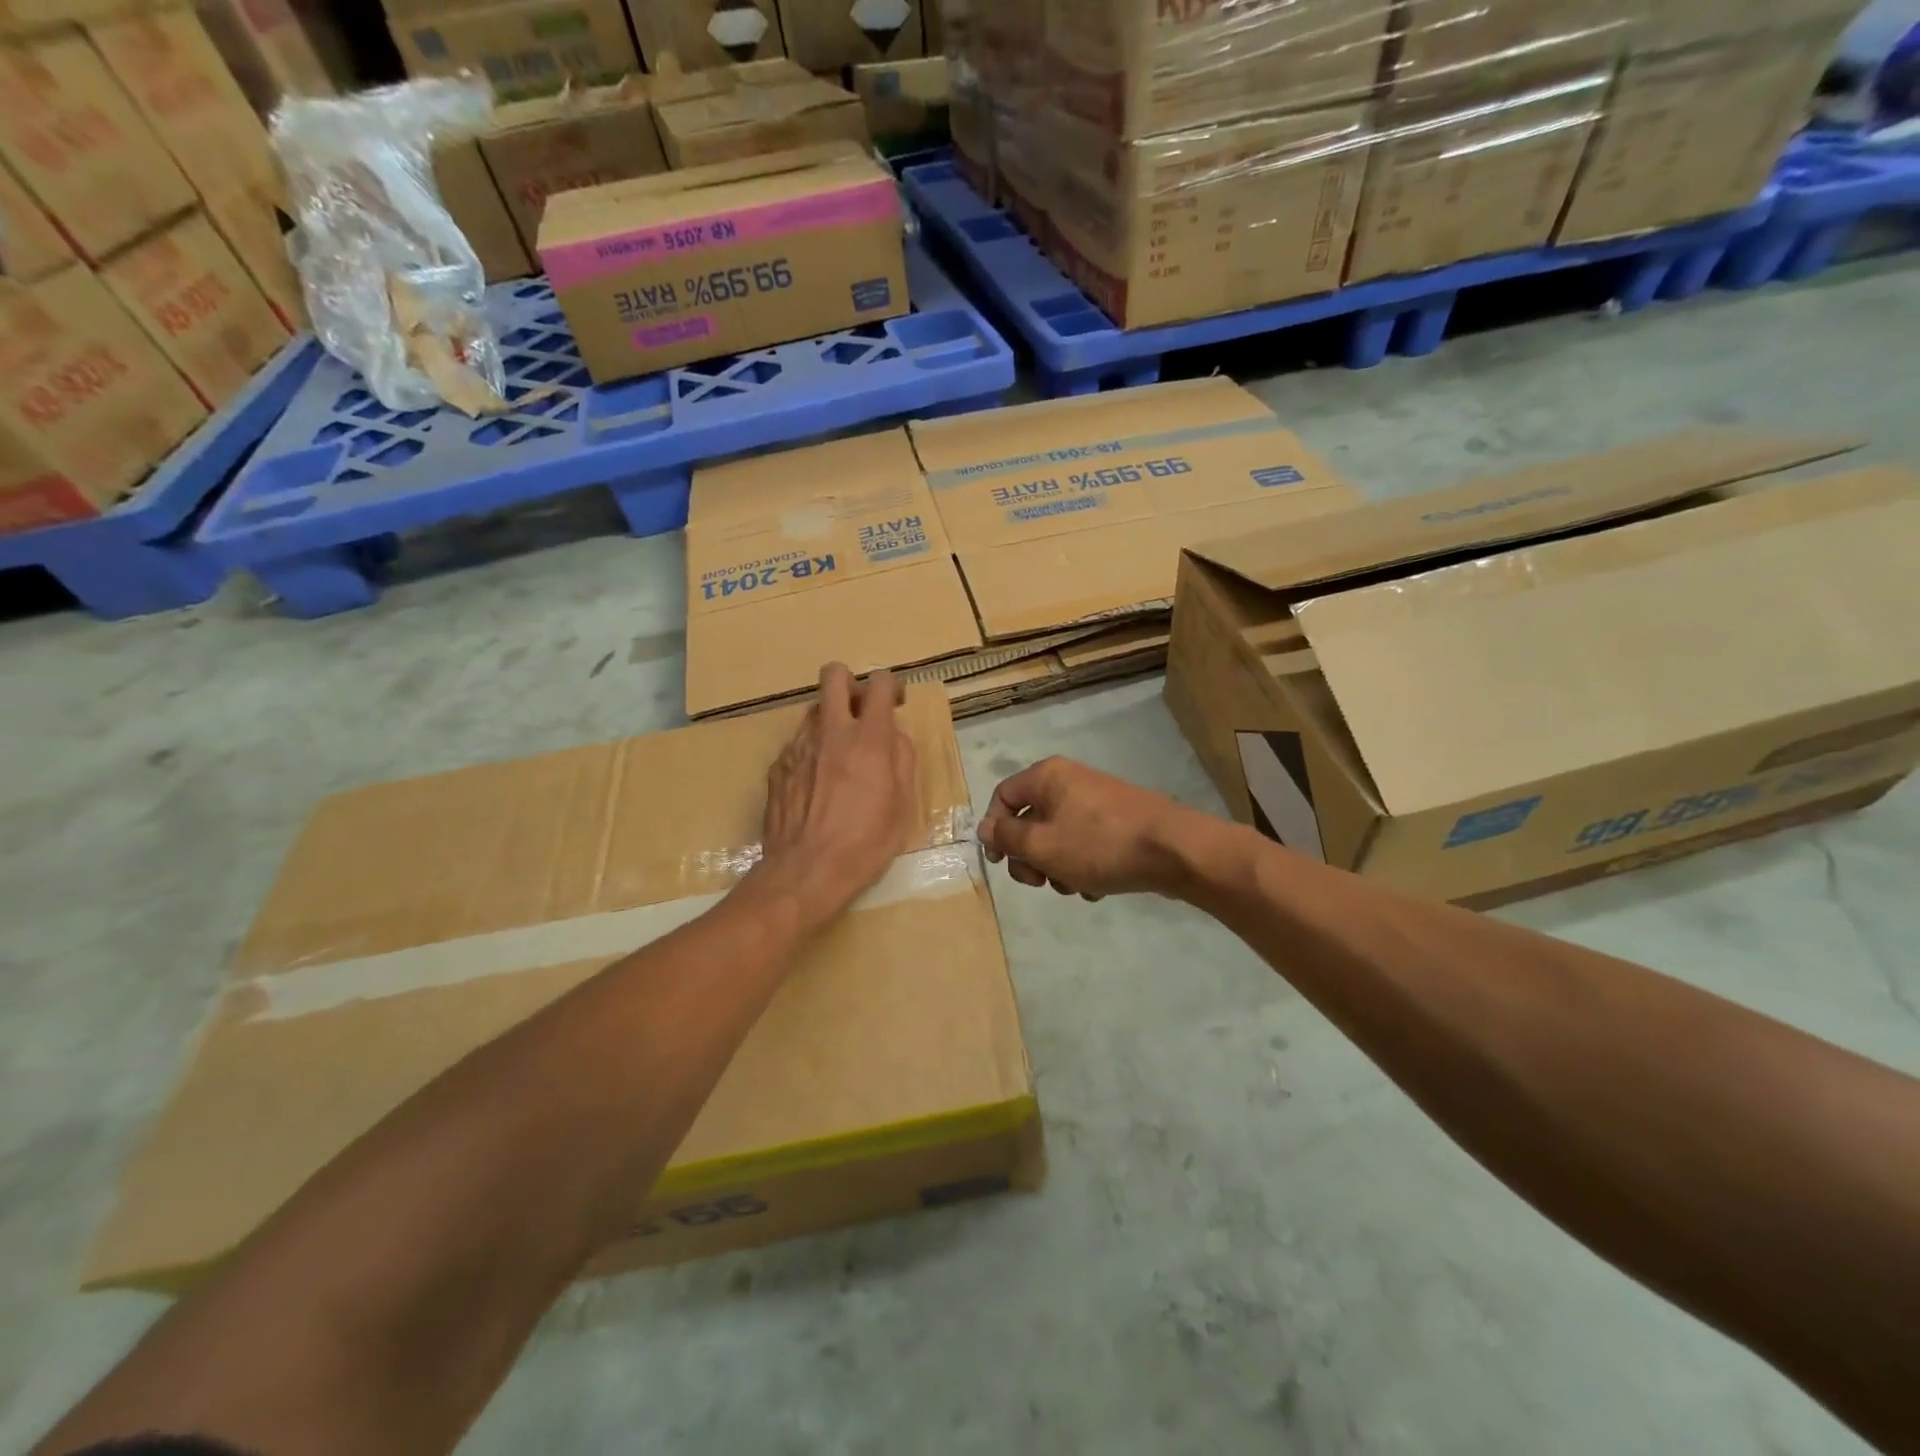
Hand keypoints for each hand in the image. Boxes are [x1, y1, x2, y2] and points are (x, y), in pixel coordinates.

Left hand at [751, 663, 917, 928]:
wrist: (805, 872)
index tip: (895, 703)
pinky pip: (799, 744)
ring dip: (831, 722)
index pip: (880, 683)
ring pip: (815, 711)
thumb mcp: (903, 805)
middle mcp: (830, 732)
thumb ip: (902, 759)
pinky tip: (817, 786)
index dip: (891, 685)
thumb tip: (894, 735)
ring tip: (839, 759)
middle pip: (834, 675)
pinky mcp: (777, 767)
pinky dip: (812, 753)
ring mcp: (798, 747)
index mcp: (868, 740)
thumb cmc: (865, 843)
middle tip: (861, 713)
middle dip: (851, 683)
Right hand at [979, 757, 1188, 900]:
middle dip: (1030, 857)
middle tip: (1040, 882)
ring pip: (1057, 838)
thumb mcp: (1042, 846)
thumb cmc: (1099, 844)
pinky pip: (1084, 844)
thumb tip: (983, 828)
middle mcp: (1069, 782)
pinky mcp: (1117, 822)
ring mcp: (1096, 801)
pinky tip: (1096, 889)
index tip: (1000, 863)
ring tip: (1075, 887)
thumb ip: (1007, 838)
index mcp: (1047, 777)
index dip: (995, 831)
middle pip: (1030, 821)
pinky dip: (1083, 866)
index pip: (1003, 797)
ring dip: (1057, 868)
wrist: (1173, 850)